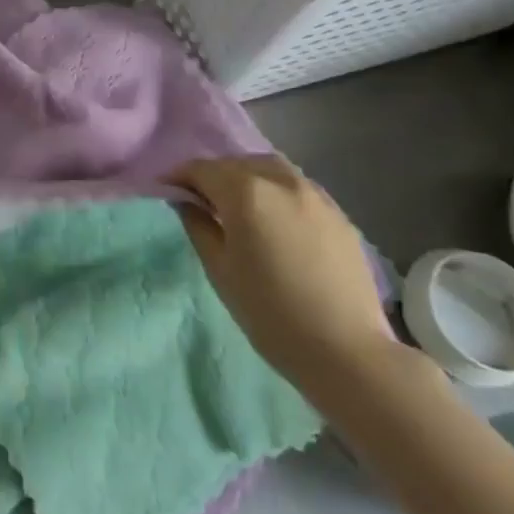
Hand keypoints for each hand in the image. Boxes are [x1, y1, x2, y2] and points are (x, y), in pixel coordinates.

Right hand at [172, 156, 390, 397]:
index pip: (202, 169)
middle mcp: (281, 181)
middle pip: (237, 163)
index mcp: (246, 192)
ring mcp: (314, 194)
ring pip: (270, 168)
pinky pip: (296, 186)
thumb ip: (198, 225)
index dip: (179, 176)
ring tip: (237, 204)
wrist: (346, 350)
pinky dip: (275, 189)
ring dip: (246, 176)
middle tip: (200, 199)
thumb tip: (187, 201)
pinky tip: (274, 217)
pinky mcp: (338, 213)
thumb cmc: (269, 312)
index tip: (166, 189)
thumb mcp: (219, 269)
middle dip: (213, 175)